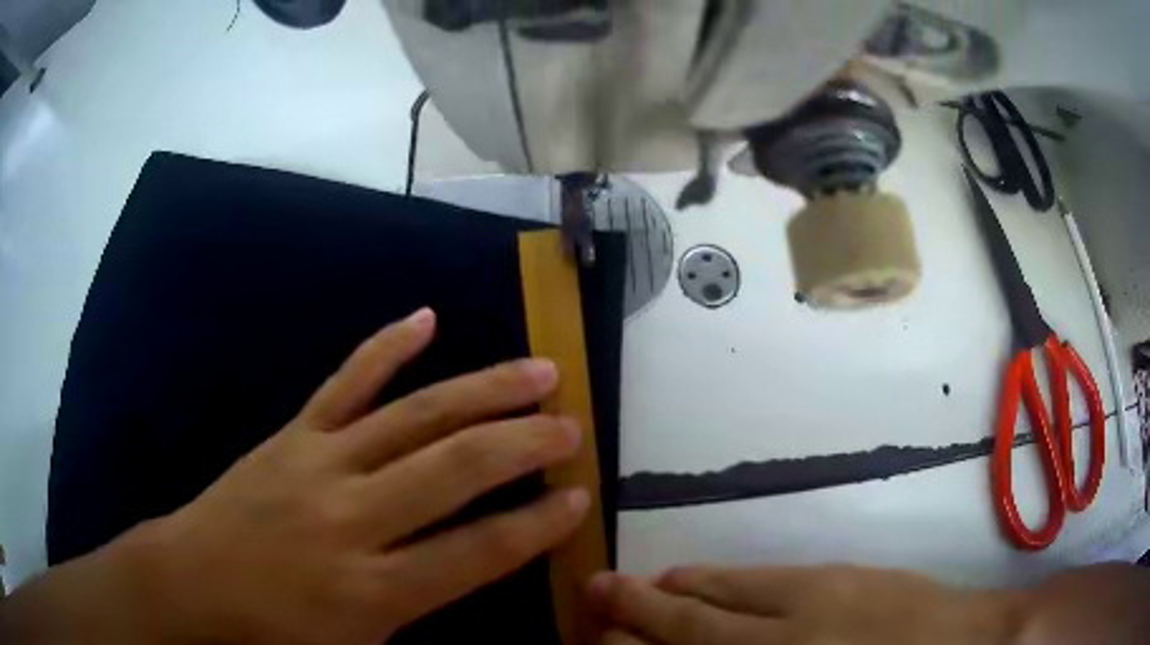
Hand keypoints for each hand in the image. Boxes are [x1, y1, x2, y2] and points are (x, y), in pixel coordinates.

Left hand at [2, 308, 589, 644]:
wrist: (193, 583)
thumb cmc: (275, 635)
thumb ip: (420, 614)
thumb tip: (478, 573)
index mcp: (373, 592)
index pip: (477, 553)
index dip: (536, 526)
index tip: (578, 499)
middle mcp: (352, 520)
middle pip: (453, 471)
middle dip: (523, 445)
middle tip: (571, 424)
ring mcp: (319, 464)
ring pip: (413, 417)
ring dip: (481, 390)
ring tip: (535, 368)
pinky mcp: (293, 435)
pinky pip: (345, 382)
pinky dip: (386, 347)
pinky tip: (425, 318)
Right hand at [588, 565, 1020, 644]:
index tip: (601, 639)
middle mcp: (783, 641)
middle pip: (691, 631)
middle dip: (637, 617)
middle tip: (593, 595)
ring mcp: (811, 605)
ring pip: (720, 600)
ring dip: (671, 594)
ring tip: (632, 587)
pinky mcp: (837, 578)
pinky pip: (759, 581)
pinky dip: (718, 581)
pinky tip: (698, 578)